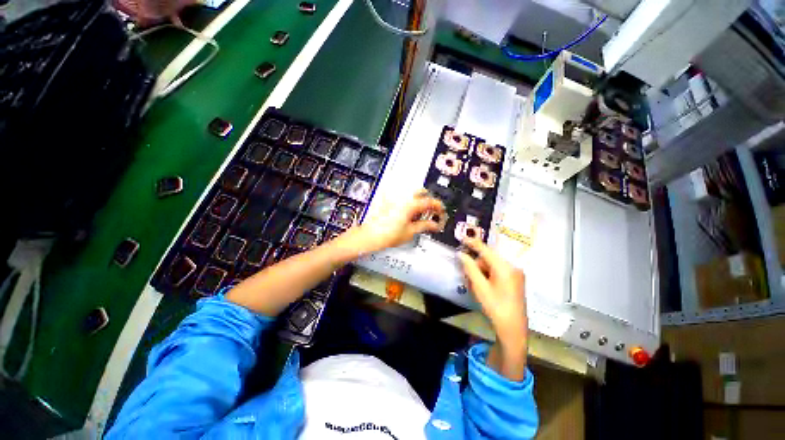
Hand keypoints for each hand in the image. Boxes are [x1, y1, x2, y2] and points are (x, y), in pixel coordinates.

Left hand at [350, 189, 444, 253]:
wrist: (370, 236)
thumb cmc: (388, 235)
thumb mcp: (410, 232)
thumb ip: (425, 226)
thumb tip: (435, 225)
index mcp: (410, 204)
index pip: (429, 201)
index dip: (438, 207)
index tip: (442, 213)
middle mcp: (403, 198)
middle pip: (421, 193)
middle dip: (429, 202)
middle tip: (432, 213)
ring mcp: (395, 199)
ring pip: (412, 195)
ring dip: (420, 203)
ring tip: (421, 217)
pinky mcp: (389, 202)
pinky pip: (404, 199)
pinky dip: (410, 204)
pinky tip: (410, 215)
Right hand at [457, 238, 526, 346]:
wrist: (513, 329)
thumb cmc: (495, 307)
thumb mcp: (479, 287)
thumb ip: (470, 268)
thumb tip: (461, 254)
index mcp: (505, 267)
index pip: (486, 250)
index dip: (473, 243)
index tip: (462, 238)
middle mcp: (512, 267)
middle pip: (489, 258)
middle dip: (477, 265)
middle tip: (469, 278)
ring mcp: (515, 274)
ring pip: (492, 265)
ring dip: (482, 272)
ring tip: (477, 287)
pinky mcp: (515, 280)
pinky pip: (498, 271)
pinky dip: (488, 276)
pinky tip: (485, 287)